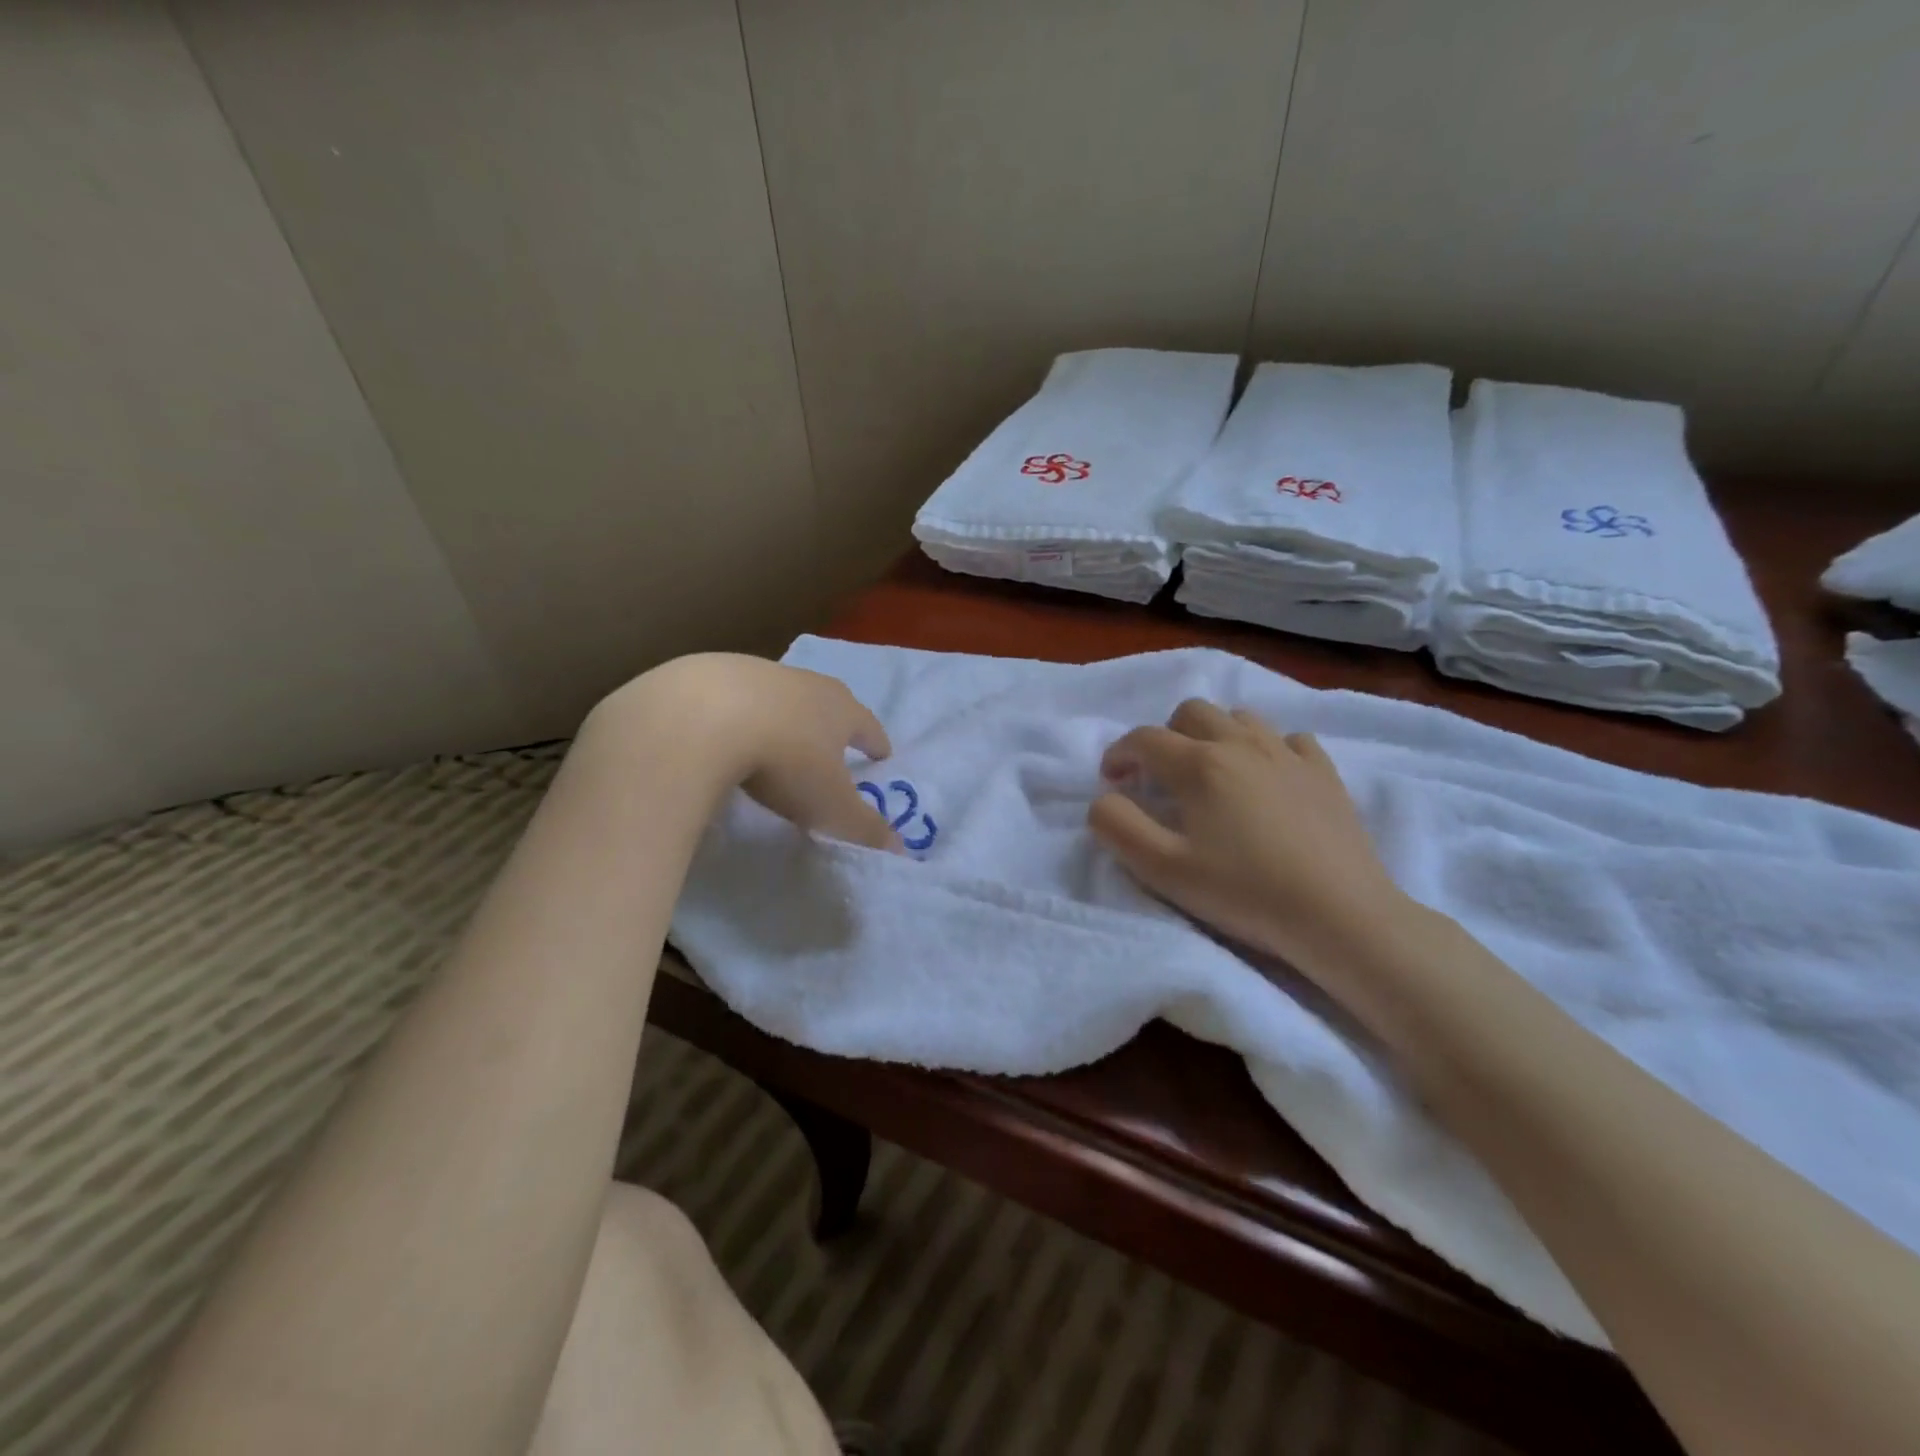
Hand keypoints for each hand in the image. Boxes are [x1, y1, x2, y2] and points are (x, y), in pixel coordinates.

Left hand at [597, 654, 902, 852]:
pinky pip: (735, 696)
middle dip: (833, 723)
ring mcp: (757, 673)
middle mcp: (805, 683)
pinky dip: (739, 713)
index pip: (868, 726)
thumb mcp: (830, 807)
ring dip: (785, 715)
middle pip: (828, 701)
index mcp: (840, 710)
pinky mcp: (711, 672)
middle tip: (834, 743)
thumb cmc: (785, 761)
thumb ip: (864, 828)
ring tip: (778, 739)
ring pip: (781, 695)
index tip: (882, 754)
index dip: (876, 743)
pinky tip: (725, 733)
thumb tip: (900, 849)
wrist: (702, 717)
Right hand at [1090, 699, 1410, 980]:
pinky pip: (1289, 740)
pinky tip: (1267, 779)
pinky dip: (1268, 749)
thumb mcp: (1162, 869)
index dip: (1119, 754)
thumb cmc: (1244, 892)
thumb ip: (1117, 826)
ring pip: (1240, 718)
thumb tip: (1105, 798)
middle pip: (1191, 712)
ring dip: (1214, 735)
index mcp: (1199, 764)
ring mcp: (1288, 754)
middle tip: (1160, 776)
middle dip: (1165, 735)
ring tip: (1212, 774)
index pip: (1144, 739)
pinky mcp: (1325, 773)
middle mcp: (1242, 744)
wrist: (1340, 915)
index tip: (1113, 781)